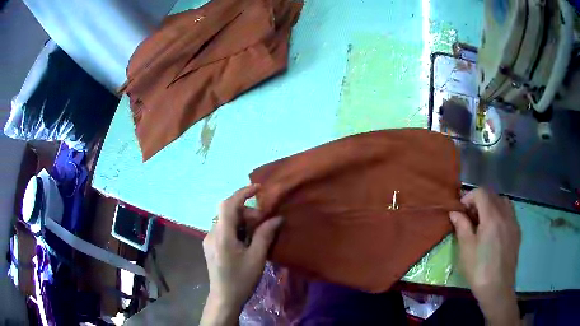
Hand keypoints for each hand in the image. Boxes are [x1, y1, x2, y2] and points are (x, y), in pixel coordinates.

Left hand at [200, 184, 282, 325]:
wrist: (224, 298)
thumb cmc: (241, 280)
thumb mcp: (257, 258)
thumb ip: (265, 235)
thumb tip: (277, 218)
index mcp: (222, 235)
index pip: (228, 204)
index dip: (242, 193)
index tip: (258, 188)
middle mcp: (212, 233)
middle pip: (228, 212)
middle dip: (247, 212)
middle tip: (264, 222)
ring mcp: (209, 240)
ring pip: (226, 221)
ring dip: (242, 221)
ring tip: (257, 233)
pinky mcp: (210, 246)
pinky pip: (223, 230)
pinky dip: (236, 229)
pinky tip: (246, 241)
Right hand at [450, 189, 520, 325]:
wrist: (497, 288)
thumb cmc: (479, 269)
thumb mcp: (466, 248)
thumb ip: (461, 226)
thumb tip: (455, 212)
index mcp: (492, 217)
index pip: (481, 192)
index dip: (469, 197)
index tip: (461, 210)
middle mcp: (505, 214)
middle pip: (492, 195)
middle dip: (479, 201)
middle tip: (470, 217)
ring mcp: (513, 222)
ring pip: (503, 201)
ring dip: (492, 205)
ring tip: (484, 221)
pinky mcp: (517, 231)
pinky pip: (510, 212)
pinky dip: (501, 213)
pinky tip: (495, 230)